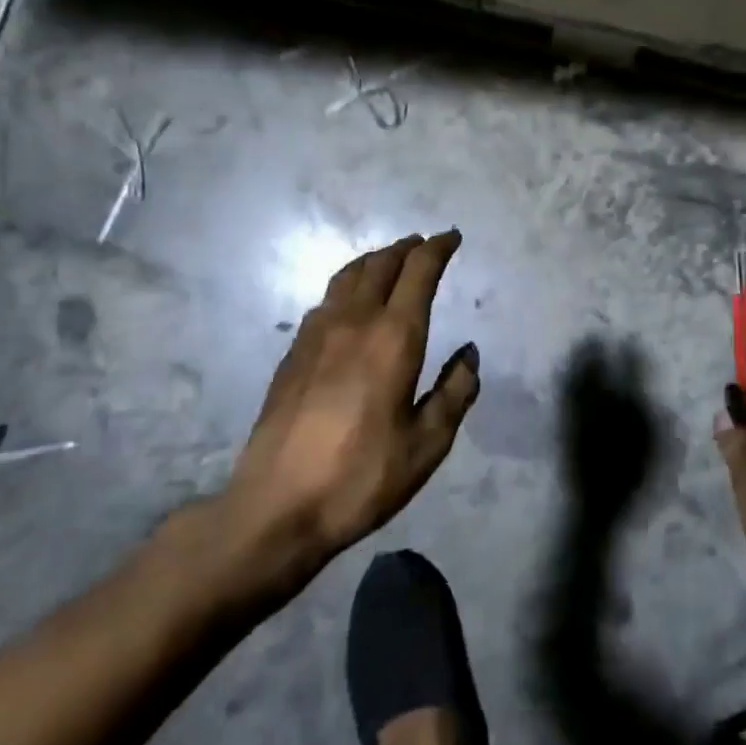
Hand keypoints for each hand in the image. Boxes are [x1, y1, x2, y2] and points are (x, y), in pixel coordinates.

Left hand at [219, 232, 480, 571]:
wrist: (275, 506)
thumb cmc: (361, 476)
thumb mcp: (427, 445)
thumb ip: (455, 393)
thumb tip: (469, 355)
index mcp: (393, 337)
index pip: (418, 272)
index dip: (438, 249)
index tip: (452, 238)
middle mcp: (354, 321)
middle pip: (381, 264)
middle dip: (406, 248)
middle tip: (424, 244)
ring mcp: (316, 334)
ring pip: (348, 276)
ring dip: (374, 260)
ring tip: (389, 261)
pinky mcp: (292, 353)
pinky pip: (326, 300)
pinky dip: (348, 285)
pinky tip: (349, 304)